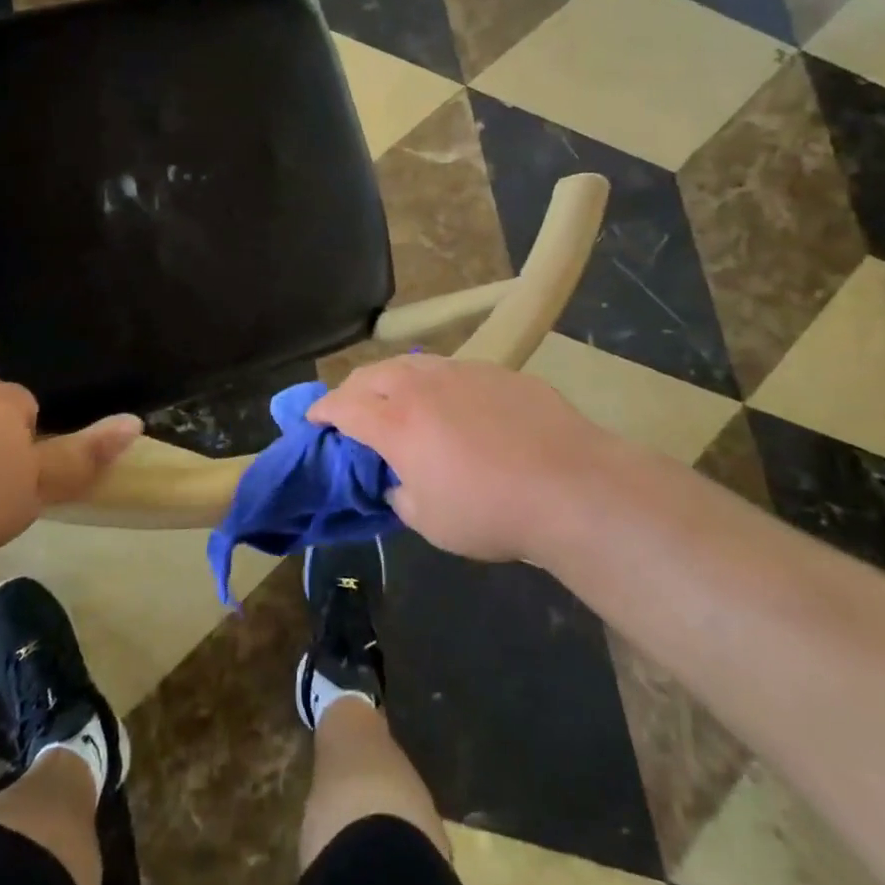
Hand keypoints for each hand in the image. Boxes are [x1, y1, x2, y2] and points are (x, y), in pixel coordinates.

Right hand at [309, 355, 622, 563]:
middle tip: (350, 409)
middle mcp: (422, 386)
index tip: (313, 420)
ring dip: (392, 379)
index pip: (343, 406)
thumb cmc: (490, 511)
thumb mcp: (429, 520)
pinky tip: (454, 406)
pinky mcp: (499, 372)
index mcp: (396, 423)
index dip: (322, 411)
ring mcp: (463, 372)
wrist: (571, 486)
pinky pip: (453, 371)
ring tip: (396, 398)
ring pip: (412, 364)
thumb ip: (401, 493)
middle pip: (372, 374)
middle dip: (352, 390)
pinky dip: (436, 384)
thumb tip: (400, 479)